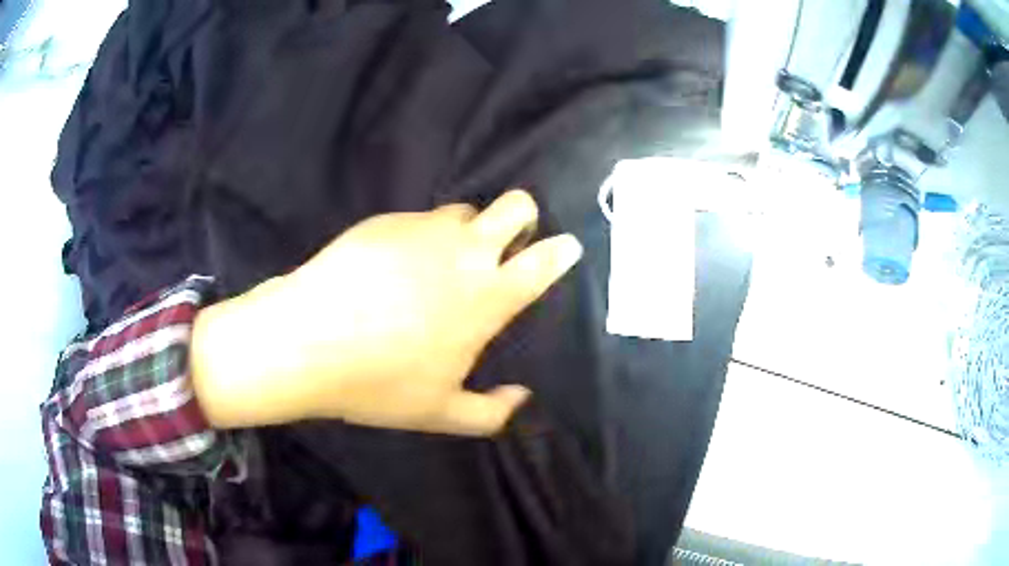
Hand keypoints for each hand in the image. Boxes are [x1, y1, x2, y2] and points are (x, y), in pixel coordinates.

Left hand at [191, 190, 582, 435]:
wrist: (308, 341)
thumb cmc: (379, 382)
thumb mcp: (440, 413)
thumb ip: (492, 413)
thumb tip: (521, 398)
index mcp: (487, 297)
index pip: (543, 261)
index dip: (560, 251)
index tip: (565, 248)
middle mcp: (464, 252)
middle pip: (516, 206)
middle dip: (522, 216)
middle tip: (506, 240)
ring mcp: (423, 230)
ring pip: (464, 211)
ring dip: (465, 230)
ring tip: (439, 261)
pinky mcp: (386, 221)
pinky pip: (417, 220)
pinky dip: (419, 237)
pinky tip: (391, 267)